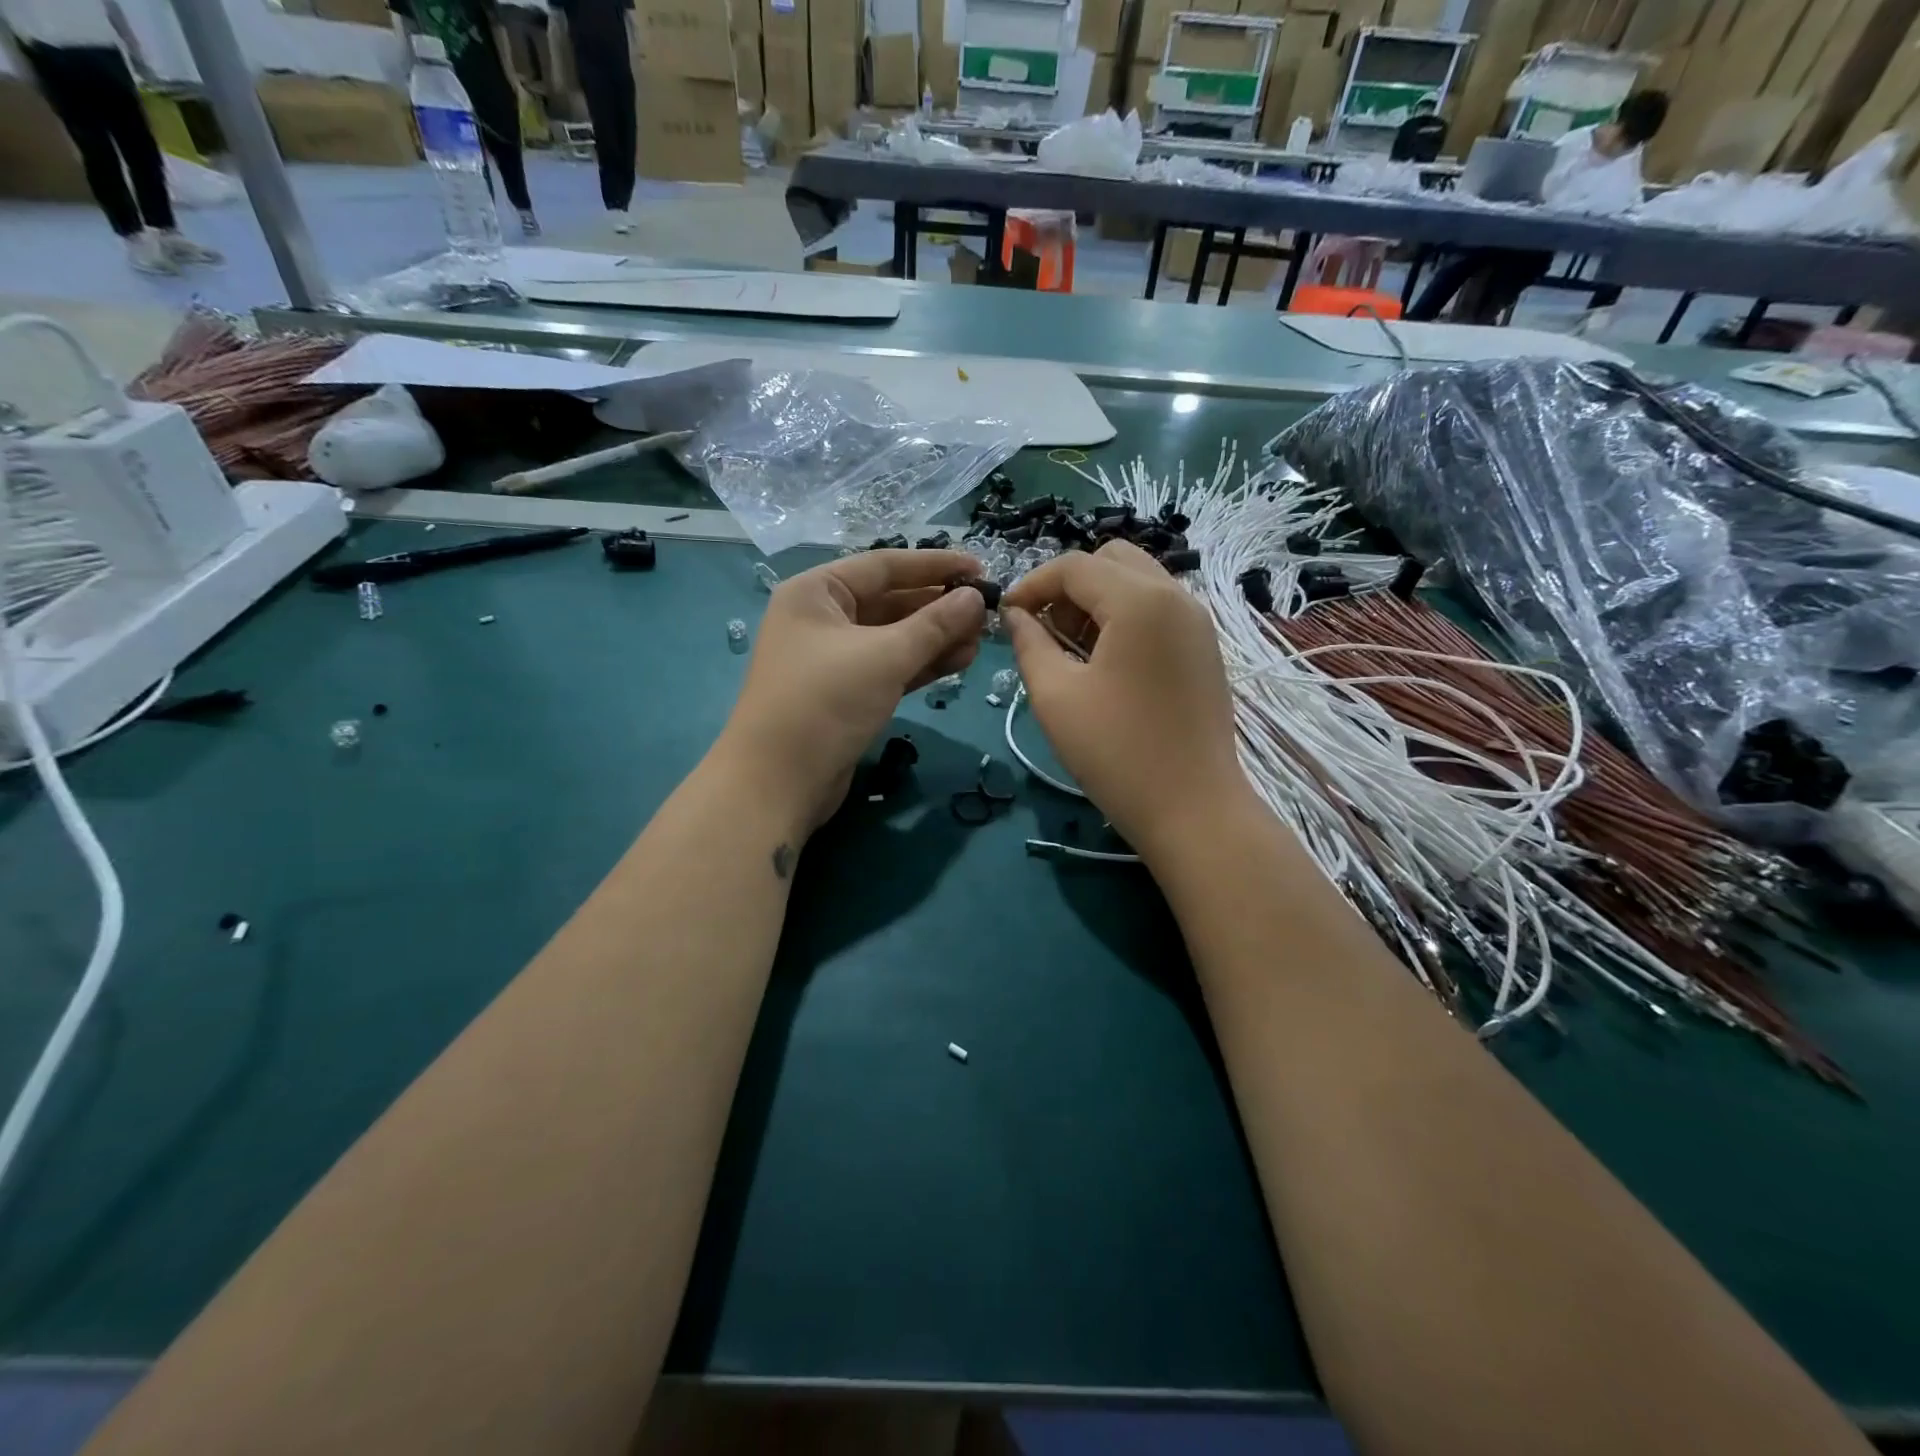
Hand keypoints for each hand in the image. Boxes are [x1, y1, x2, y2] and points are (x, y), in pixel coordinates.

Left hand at [718, 550, 986, 833]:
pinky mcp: (847, 693)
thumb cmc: (826, 702)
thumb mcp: (885, 656)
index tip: (980, 567)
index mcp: (816, 592)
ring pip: (894, 638)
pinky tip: (959, 662)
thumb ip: (934, 624)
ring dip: (936, 638)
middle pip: (890, 601)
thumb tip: (975, 597)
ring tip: (979, 641)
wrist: (778, 782)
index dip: (934, 565)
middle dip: (938, 607)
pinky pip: (890, 667)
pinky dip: (922, 664)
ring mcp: (834, 659)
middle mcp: (822, 619)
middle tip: (986, 613)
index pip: (884, 566)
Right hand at [1003, 542, 1248, 857]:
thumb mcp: (1055, 696)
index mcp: (1140, 600)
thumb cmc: (1116, 752)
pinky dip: (1125, 616)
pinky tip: (1106, 662)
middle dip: (1069, 585)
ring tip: (1071, 648)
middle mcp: (1176, 596)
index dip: (1032, 584)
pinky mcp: (1204, 647)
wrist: (1193, 808)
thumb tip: (1016, 615)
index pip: (1075, 566)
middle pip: (1112, 560)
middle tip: (1044, 629)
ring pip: (1138, 581)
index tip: (1007, 616)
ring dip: (1098, 599)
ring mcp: (1197, 621)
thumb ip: (1029, 643)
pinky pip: (1158, 608)